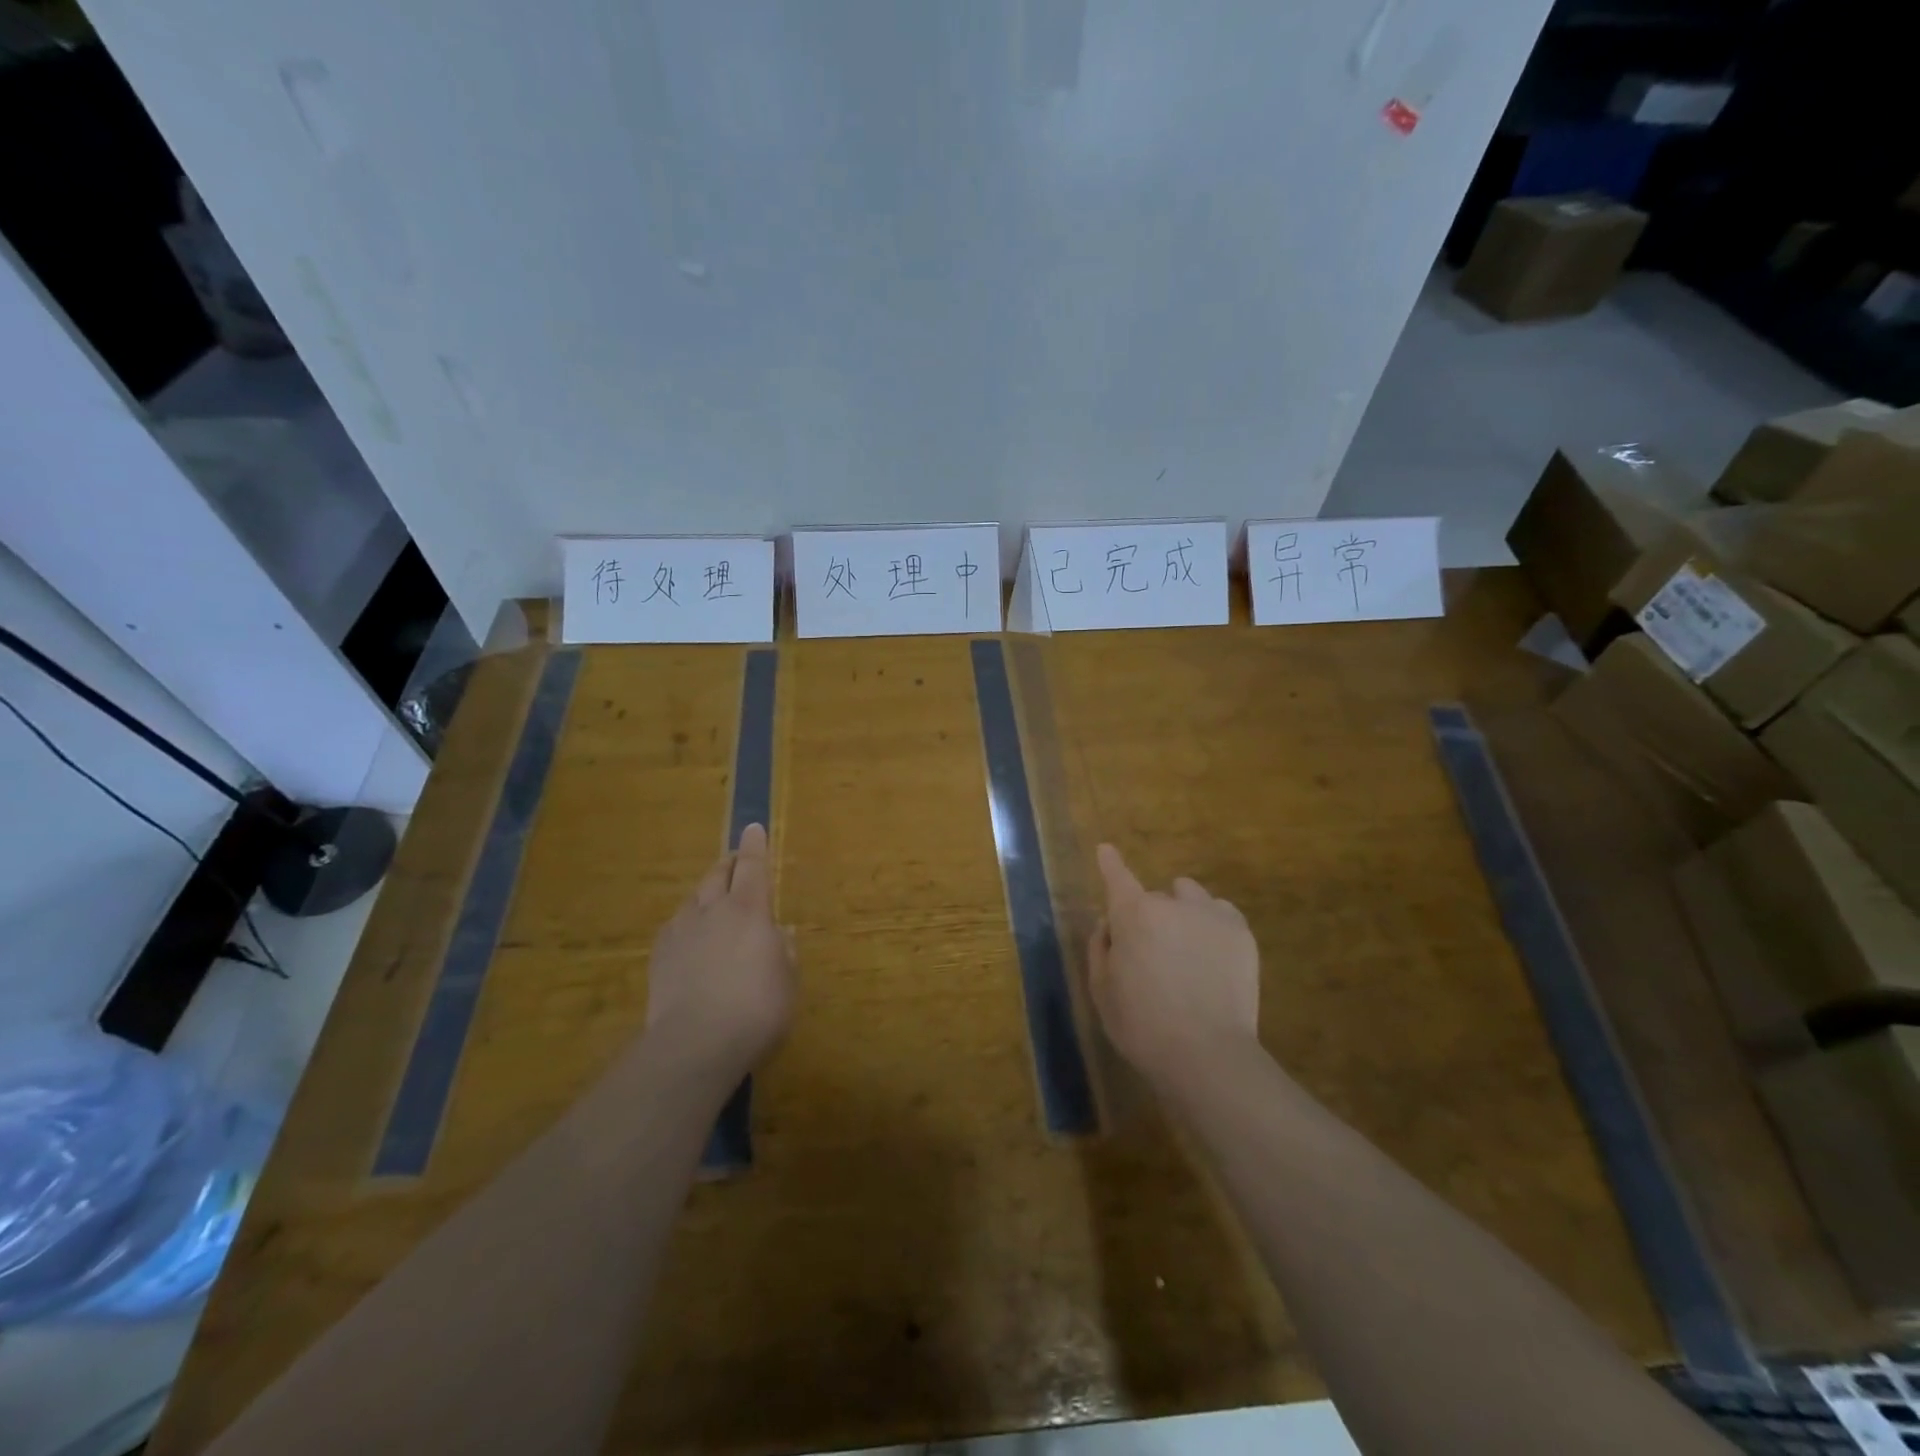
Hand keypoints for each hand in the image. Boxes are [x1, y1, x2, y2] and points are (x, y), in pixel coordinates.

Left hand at [644, 824, 793, 1086]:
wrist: (695, 1043)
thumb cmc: (757, 1009)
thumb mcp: (788, 979)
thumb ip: (785, 950)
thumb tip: (780, 932)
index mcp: (749, 910)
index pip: (753, 867)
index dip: (755, 846)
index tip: (754, 827)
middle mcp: (712, 911)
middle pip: (718, 875)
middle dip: (729, 864)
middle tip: (736, 862)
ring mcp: (680, 932)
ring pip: (693, 899)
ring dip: (706, 893)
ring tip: (713, 902)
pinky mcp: (658, 956)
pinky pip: (675, 926)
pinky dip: (687, 924)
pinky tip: (690, 939)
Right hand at [1088, 843, 1259, 1094]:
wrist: (1207, 1055)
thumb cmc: (1142, 1025)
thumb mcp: (1102, 990)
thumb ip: (1100, 948)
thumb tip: (1110, 924)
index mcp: (1133, 914)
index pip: (1117, 877)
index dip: (1111, 863)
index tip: (1106, 849)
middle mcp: (1173, 903)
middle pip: (1156, 897)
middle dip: (1151, 916)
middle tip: (1153, 953)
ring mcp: (1212, 914)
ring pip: (1191, 896)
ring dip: (1183, 912)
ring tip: (1187, 948)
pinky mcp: (1242, 933)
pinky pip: (1222, 912)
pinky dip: (1212, 925)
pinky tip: (1213, 957)